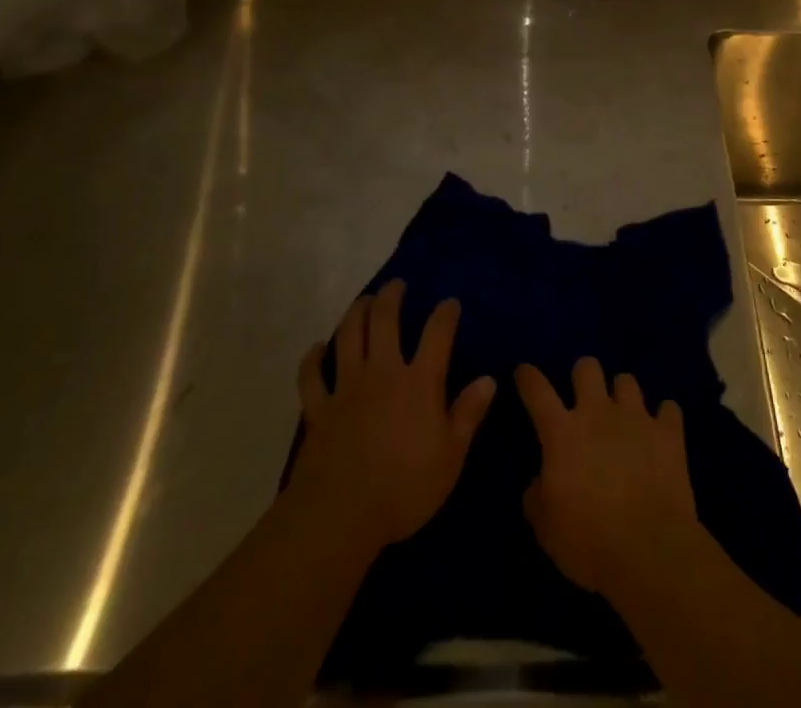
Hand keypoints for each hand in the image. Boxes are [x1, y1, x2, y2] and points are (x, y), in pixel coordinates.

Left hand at [286, 279, 496, 557]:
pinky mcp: (318, 408)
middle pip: (384, 321)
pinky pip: (311, 376)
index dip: (445, 314)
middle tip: (396, 285)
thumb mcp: (451, 456)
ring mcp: (346, 387)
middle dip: (392, 297)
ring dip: (356, 313)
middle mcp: (382, 372)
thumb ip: (468, 414)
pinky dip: (313, 359)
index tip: (450, 304)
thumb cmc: (404, 488)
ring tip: (363, 301)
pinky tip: (317, 348)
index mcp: (419, 382)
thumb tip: (489, 379)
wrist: (341, 515)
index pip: (437, 334)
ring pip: (348, 336)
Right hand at [515, 358, 700, 598]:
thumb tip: (539, 482)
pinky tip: (661, 434)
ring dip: (622, 396)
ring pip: (627, 380)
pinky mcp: (669, 433)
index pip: (537, 391)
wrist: (650, 551)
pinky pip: (669, 409)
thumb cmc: (589, 542)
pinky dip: (664, 419)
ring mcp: (637, 418)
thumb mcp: (546, 529)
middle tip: (584, 400)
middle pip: (587, 367)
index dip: (528, 377)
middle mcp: (598, 413)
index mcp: (563, 432)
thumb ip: (537, 496)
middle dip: (583, 376)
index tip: (524, 372)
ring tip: (624, 417)